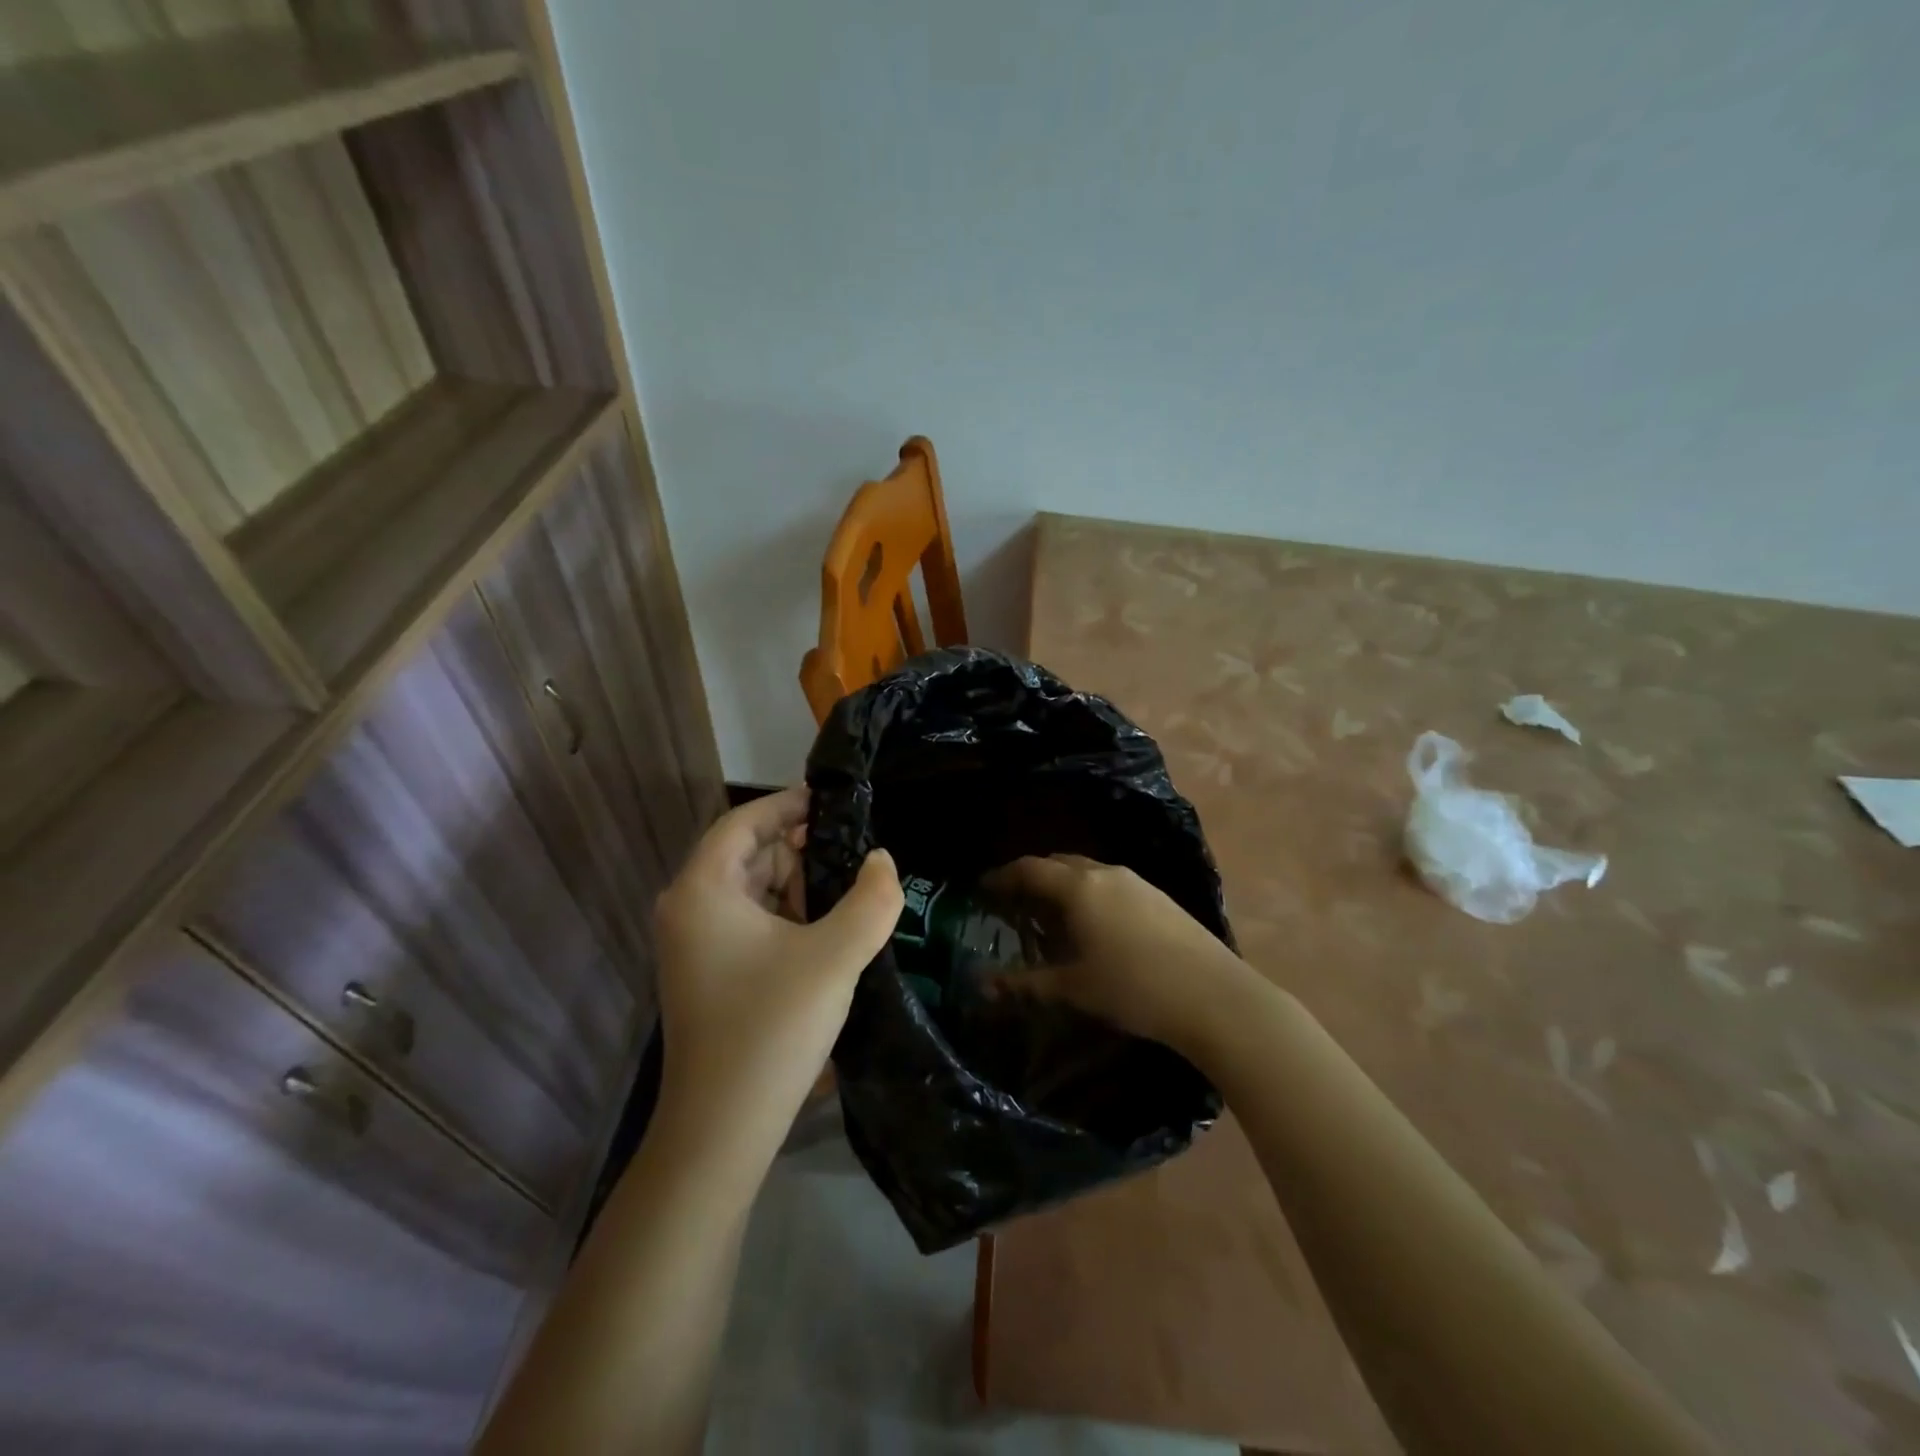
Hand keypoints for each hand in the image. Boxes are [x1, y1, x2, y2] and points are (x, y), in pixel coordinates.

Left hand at [653, 787, 901, 1156]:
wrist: (721, 1131)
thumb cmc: (772, 1027)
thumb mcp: (835, 956)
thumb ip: (871, 899)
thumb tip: (883, 861)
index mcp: (703, 890)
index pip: (744, 822)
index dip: (788, 804)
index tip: (836, 803)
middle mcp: (688, 909)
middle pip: (749, 854)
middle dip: (801, 849)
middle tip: (856, 853)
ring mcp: (694, 945)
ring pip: (752, 890)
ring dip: (799, 885)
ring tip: (850, 892)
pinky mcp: (708, 974)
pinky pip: (749, 923)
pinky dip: (787, 917)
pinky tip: (826, 931)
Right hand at [982, 854, 1249, 1055]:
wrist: (1214, 996)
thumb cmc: (1134, 989)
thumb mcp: (1074, 988)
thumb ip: (1025, 983)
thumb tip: (983, 984)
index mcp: (1079, 887)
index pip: (1030, 869)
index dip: (1003, 876)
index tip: (983, 888)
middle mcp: (1105, 873)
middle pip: (1058, 863)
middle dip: (1033, 877)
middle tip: (1014, 902)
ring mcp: (1137, 882)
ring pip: (1087, 872)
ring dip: (1063, 885)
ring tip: (1051, 915)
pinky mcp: (1159, 896)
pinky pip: (1111, 883)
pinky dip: (1090, 894)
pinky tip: (1094, 925)